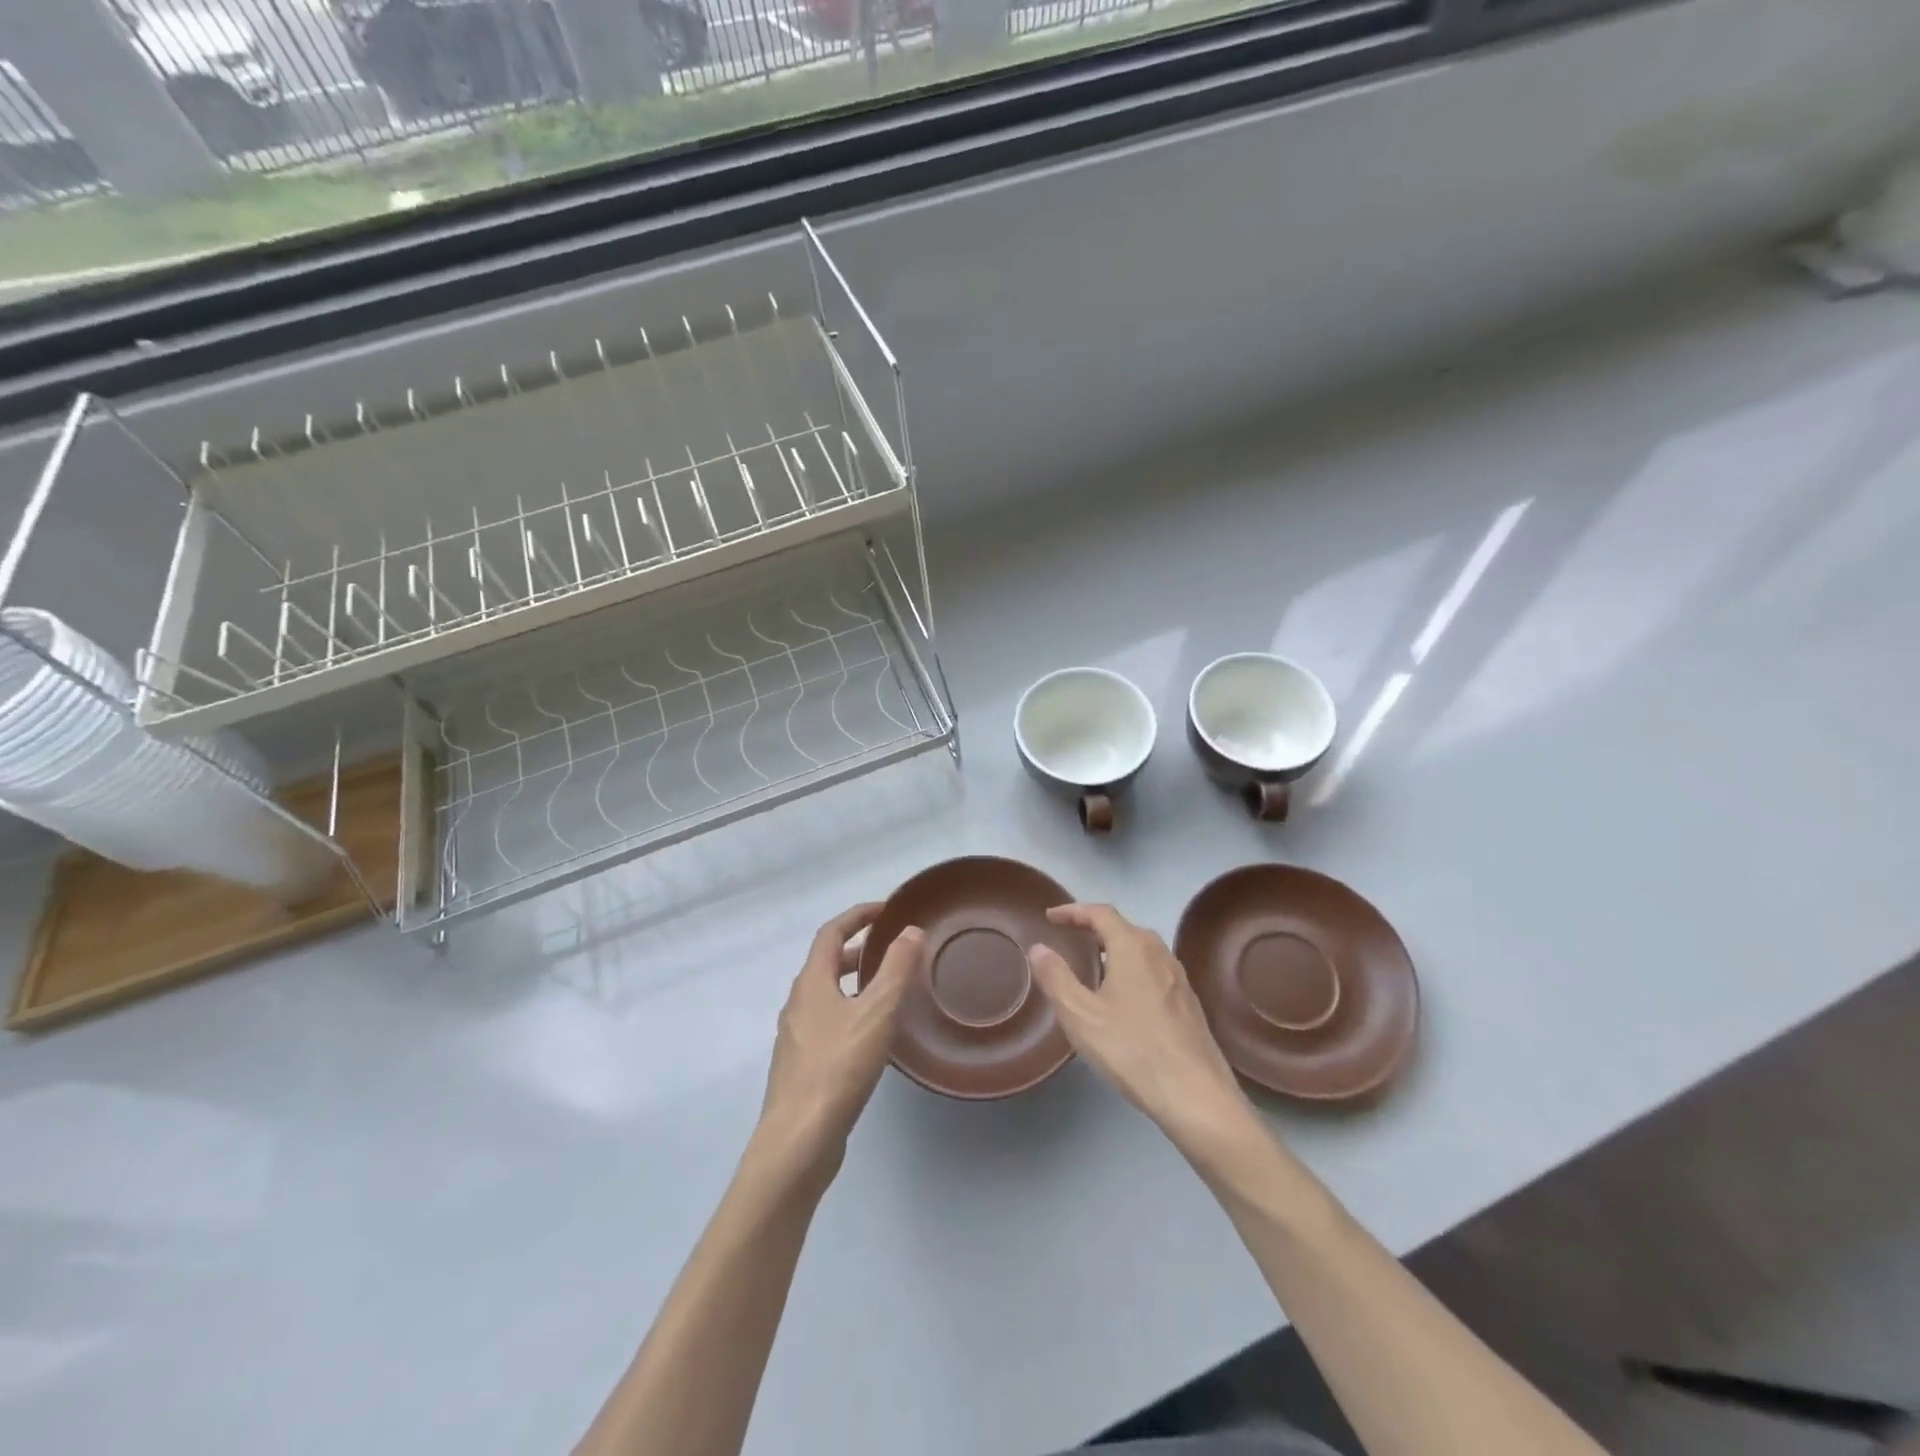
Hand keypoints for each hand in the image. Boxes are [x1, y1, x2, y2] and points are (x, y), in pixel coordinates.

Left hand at [756, 903, 922, 1183]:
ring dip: (853, 982)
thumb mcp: (876, 1012)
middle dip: (857, 949)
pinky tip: (871, 1036)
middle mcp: (797, 1004)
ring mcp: (796, 1037)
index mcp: (811, 983)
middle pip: (826, 963)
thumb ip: (896, 968)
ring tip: (887, 989)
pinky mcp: (801, 1067)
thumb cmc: (838, 1068)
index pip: (831, 932)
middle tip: (891, 947)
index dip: (858, 915)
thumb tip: (911, 931)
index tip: (887, 909)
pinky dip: (849, 1011)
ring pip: (826, 995)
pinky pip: (827, 1023)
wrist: (798, 1141)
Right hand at [1028, 903, 1259, 1164]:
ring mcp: (1179, 979)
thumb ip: (1056, 978)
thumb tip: (1038, 947)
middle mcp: (1160, 953)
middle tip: (1070, 938)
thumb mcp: (1081, 1016)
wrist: (1197, 1096)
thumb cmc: (1132, 1049)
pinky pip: (1153, 971)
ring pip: (1142, 950)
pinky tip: (1123, 999)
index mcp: (1133, 947)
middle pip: (1124, 928)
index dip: (1073, 911)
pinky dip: (1132, 969)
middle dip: (1094, 928)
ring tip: (1093, 966)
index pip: (1100, 913)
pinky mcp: (1189, 1004)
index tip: (1050, 917)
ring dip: (1115, 949)